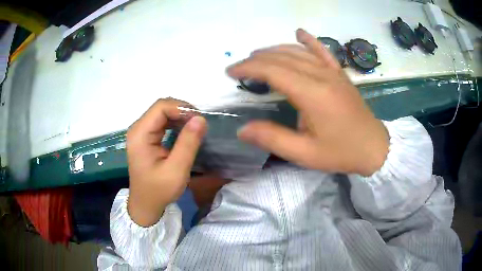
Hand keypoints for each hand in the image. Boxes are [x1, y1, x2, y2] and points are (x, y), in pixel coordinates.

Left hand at [126, 99, 206, 226]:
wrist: (146, 204)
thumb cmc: (159, 190)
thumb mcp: (176, 170)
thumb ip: (188, 143)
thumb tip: (201, 119)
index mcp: (140, 134)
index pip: (161, 107)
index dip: (181, 108)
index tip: (199, 121)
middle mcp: (138, 128)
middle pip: (161, 107)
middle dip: (182, 111)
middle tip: (200, 125)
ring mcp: (141, 132)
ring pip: (163, 113)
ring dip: (180, 117)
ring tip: (195, 128)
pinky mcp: (146, 137)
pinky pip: (162, 122)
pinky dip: (176, 123)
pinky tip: (185, 132)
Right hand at [228, 29, 388, 175]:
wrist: (374, 148)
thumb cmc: (341, 152)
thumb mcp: (305, 154)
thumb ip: (273, 139)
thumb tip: (242, 129)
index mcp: (312, 94)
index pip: (273, 70)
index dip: (249, 68)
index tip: (231, 71)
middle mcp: (321, 76)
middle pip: (283, 57)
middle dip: (257, 59)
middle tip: (239, 67)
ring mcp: (333, 72)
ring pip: (299, 52)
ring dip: (275, 50)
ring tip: (257, 55)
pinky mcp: (340, 74)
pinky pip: (323, 51)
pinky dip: (309, 41)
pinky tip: (299, 33)